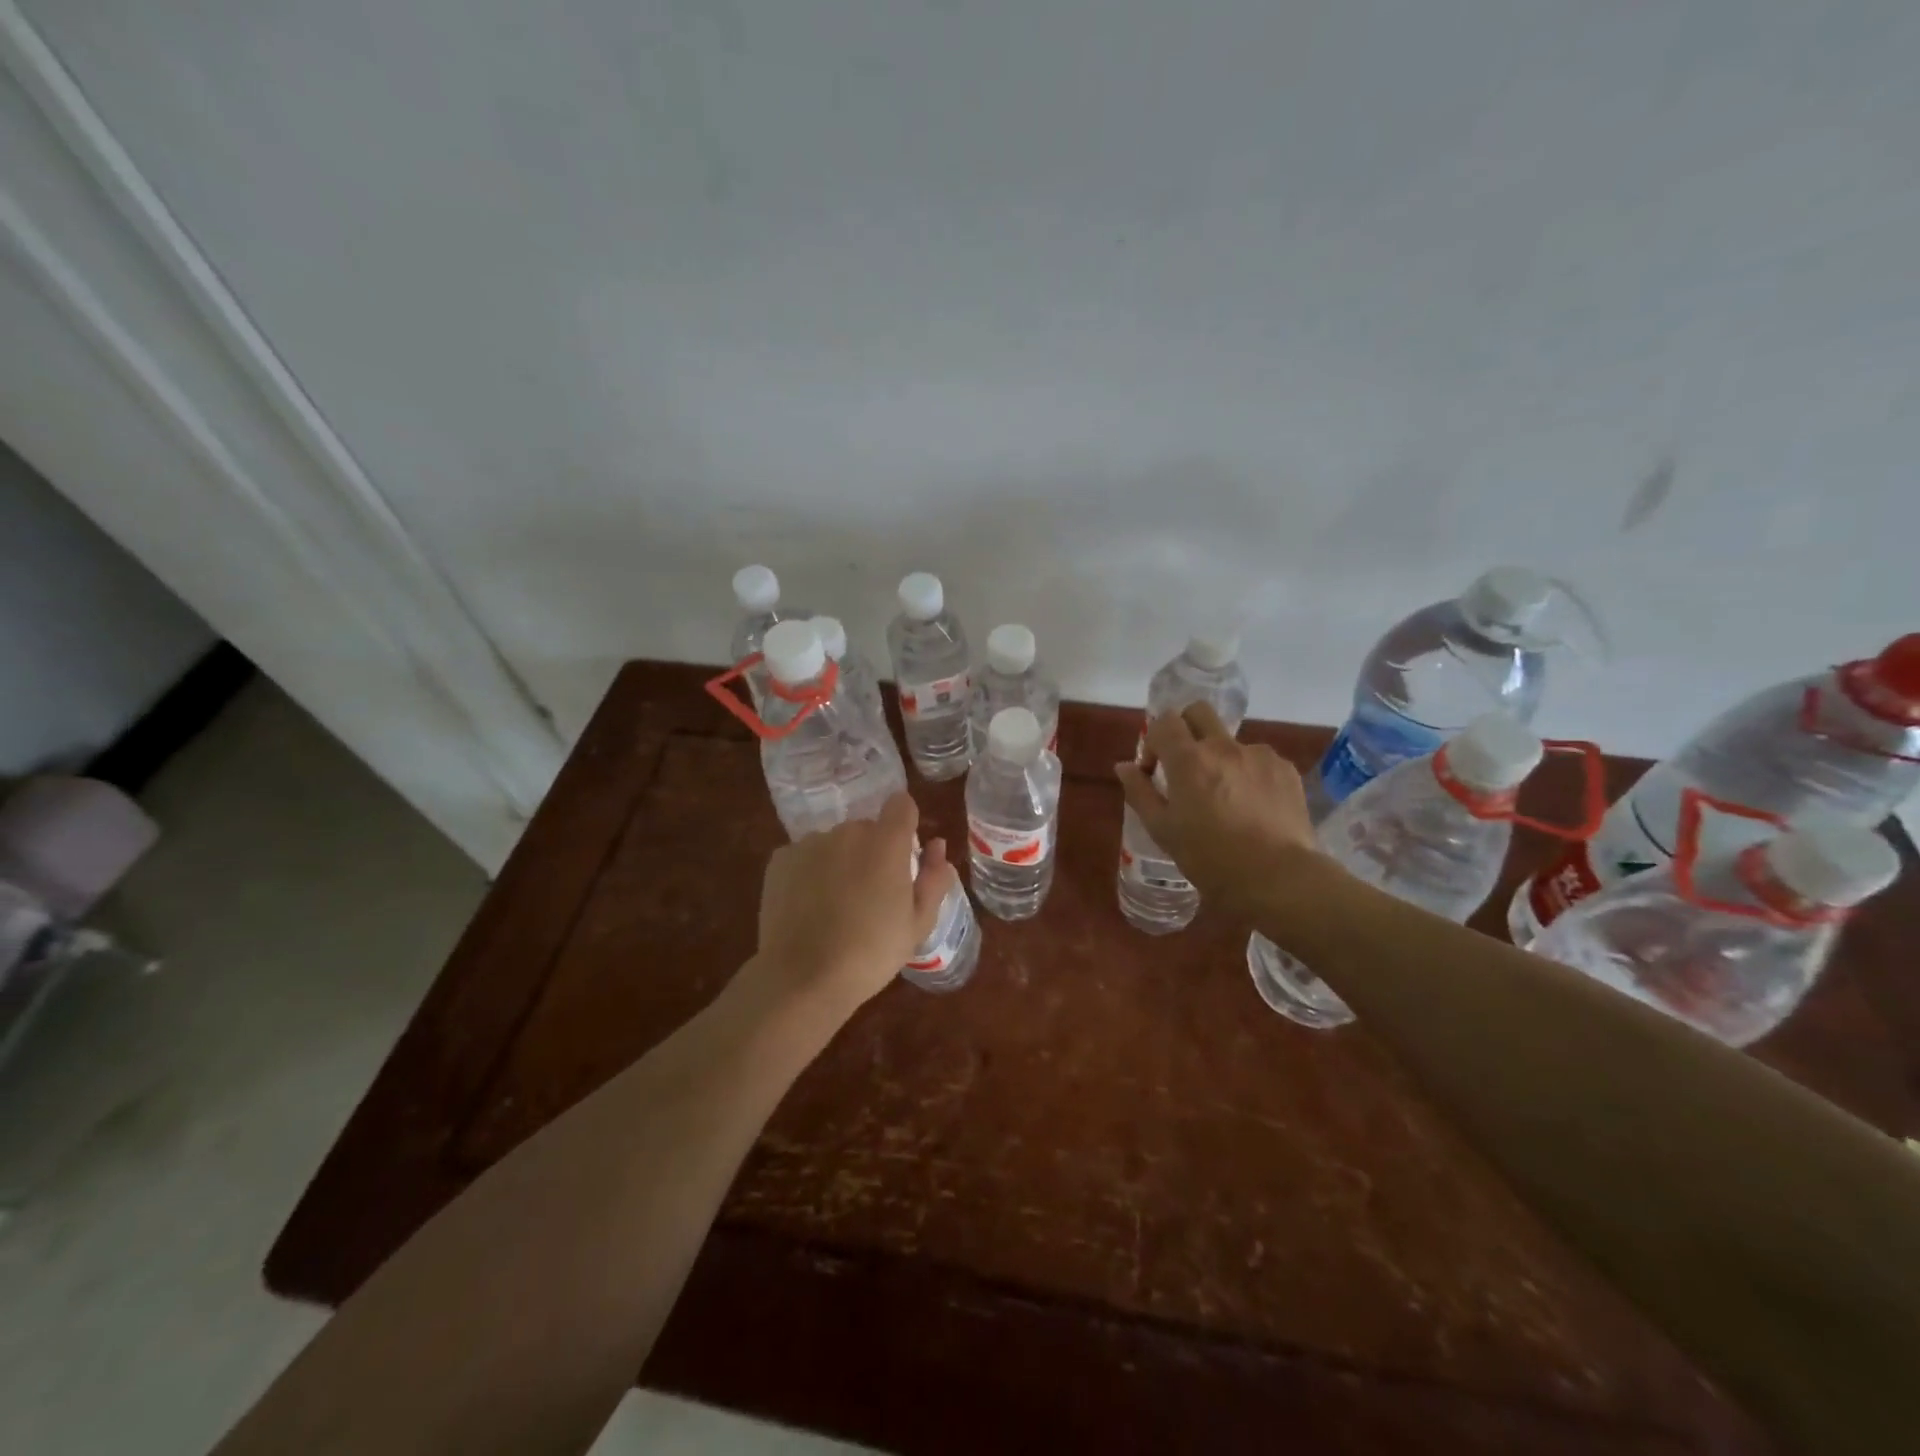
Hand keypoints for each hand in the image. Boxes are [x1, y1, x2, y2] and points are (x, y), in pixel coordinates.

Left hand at [745, 792, 955, 1021]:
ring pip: (834, 843)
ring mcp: (810, 843)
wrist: (803, 979)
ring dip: (840, 862)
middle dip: (873, 852)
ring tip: (836, 907)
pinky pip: (805, 857)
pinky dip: (810, 874)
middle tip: (871, 896)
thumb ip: (933, 878)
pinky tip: (808, 908)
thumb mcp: (918, 923)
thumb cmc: (871, 953)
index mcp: (887, 842)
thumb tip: (937, 846)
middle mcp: (847, 832)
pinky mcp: (780, 860)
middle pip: (867, 828)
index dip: (906, 825)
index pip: (901, 804)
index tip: (904, 856)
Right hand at [1115, 703, 1318, 917]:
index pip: (1164, 721)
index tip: (1154, 771)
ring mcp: (1259, 755)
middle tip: (1184, 764)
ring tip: (1225, 798)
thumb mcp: (1162, 830)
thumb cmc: (1210, 858)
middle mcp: (1224, 746)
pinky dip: (1248, 774)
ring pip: (1230, 741)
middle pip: (1199, 712)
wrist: (1278, 878)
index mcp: (1188, 759)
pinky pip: (1258, 760)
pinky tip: (1252, 807)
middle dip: (1185, 728)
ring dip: (1220, 758)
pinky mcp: (1285, 769)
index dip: (1153, 741)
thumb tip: (1124, 766)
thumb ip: (1140, 792)